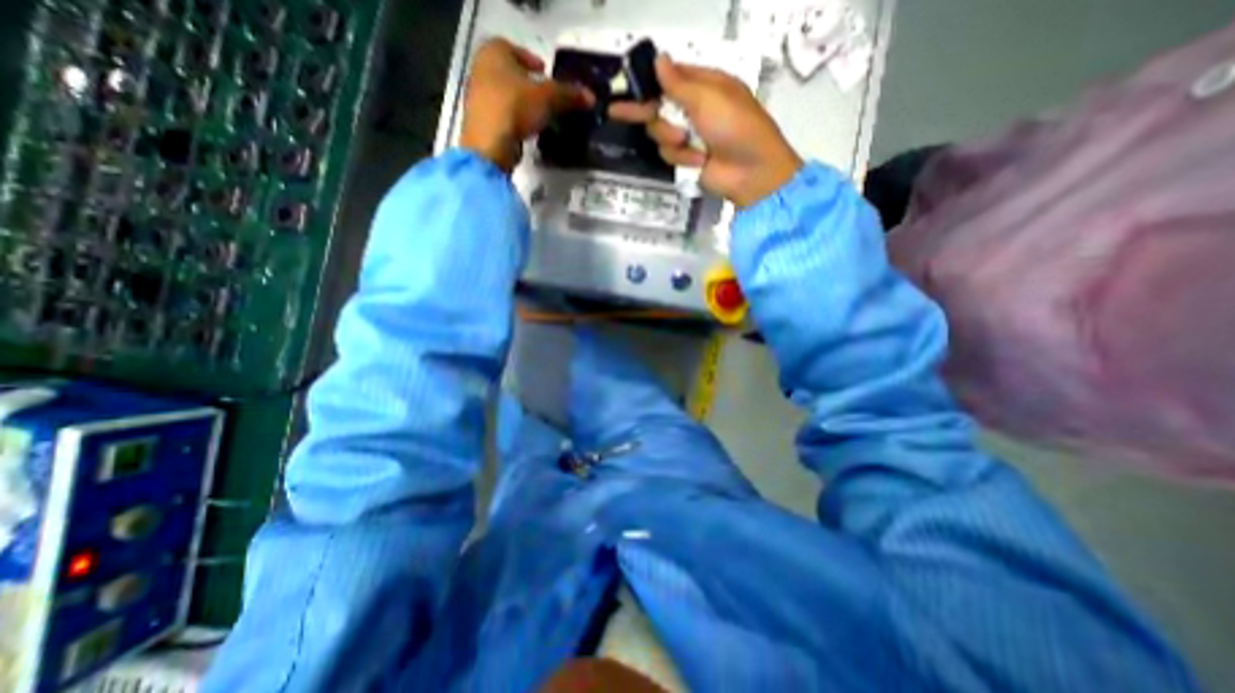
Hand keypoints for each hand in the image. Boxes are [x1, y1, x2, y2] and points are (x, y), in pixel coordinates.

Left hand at [463, 38, 597, 170]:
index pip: (514, 49)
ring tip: (541, 116)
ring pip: (506, 96)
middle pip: (510, 74)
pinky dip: (515, 120)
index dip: (531, 60)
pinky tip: (528, 130)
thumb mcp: (548, 97)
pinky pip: (503, 116)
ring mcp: (478, 98)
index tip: (545, 72)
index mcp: (493, 53)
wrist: (490, 144)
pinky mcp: (482, 123)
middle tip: (546, 96)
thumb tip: (590, 97)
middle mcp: (481, 70)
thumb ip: (568, 95)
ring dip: (522, 104)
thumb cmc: (515, 107)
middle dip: (528, 84)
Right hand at [612, 54, 806, 208]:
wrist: (751, 172)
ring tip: (689, 142)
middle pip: (657, 108)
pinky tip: (698, 161)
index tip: (626, 87)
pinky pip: (669, 155)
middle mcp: (693, 110)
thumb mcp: (708, 98)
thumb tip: (658, 60)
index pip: (669, 79)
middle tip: (617, 112)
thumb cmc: (735, 126)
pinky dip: (682, 158)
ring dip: (671, 139)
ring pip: (659, 135)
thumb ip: (679, 84)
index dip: (648, 83)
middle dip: (649, 114)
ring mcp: (689, 137)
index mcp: (703, 86)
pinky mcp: (687, 160)